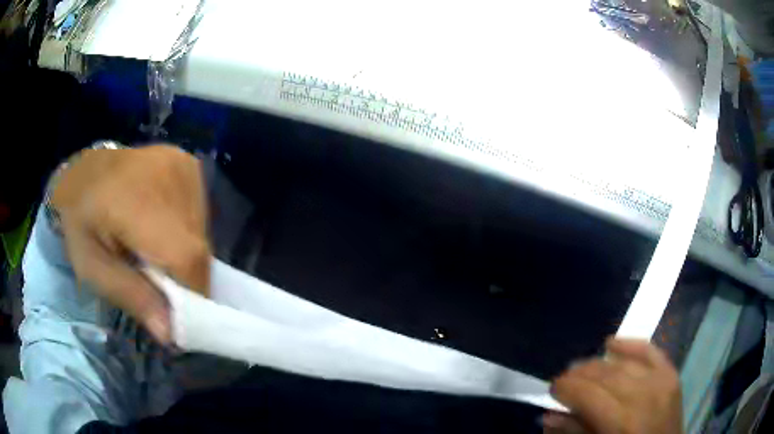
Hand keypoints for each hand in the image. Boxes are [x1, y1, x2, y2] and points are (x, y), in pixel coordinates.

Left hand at [52, 145, 209, 342]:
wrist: (85, 169)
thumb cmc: (79, 219)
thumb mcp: (90, 266)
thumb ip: (128, 295)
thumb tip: (171, 333)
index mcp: (133, 198)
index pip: (185, 257)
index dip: (190, 294)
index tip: (178, 318)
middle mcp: (168, 174)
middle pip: (197, 249)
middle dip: (185, 280)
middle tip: (159, 288)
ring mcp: (183, 166)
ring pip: (202, 234)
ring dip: (185, 258)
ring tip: (156, 254)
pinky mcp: (189, 167)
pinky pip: (200, 217)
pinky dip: (186, 235)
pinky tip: (162, 229)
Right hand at [544, 338, 681, 433]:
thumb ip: (575, 433)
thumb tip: (548, 416)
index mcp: (622, 422)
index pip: (588, 394)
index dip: (566, 388)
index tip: (551, 388)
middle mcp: (643, 395)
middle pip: (605, 375)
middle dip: (579, 374)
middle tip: (564, 379)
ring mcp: (661, 381)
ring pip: (623, 363)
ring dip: (598, 363)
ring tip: (582, 368)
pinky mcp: (671, 374)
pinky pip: (649, 351)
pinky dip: (630, 345)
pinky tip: (611, 343)